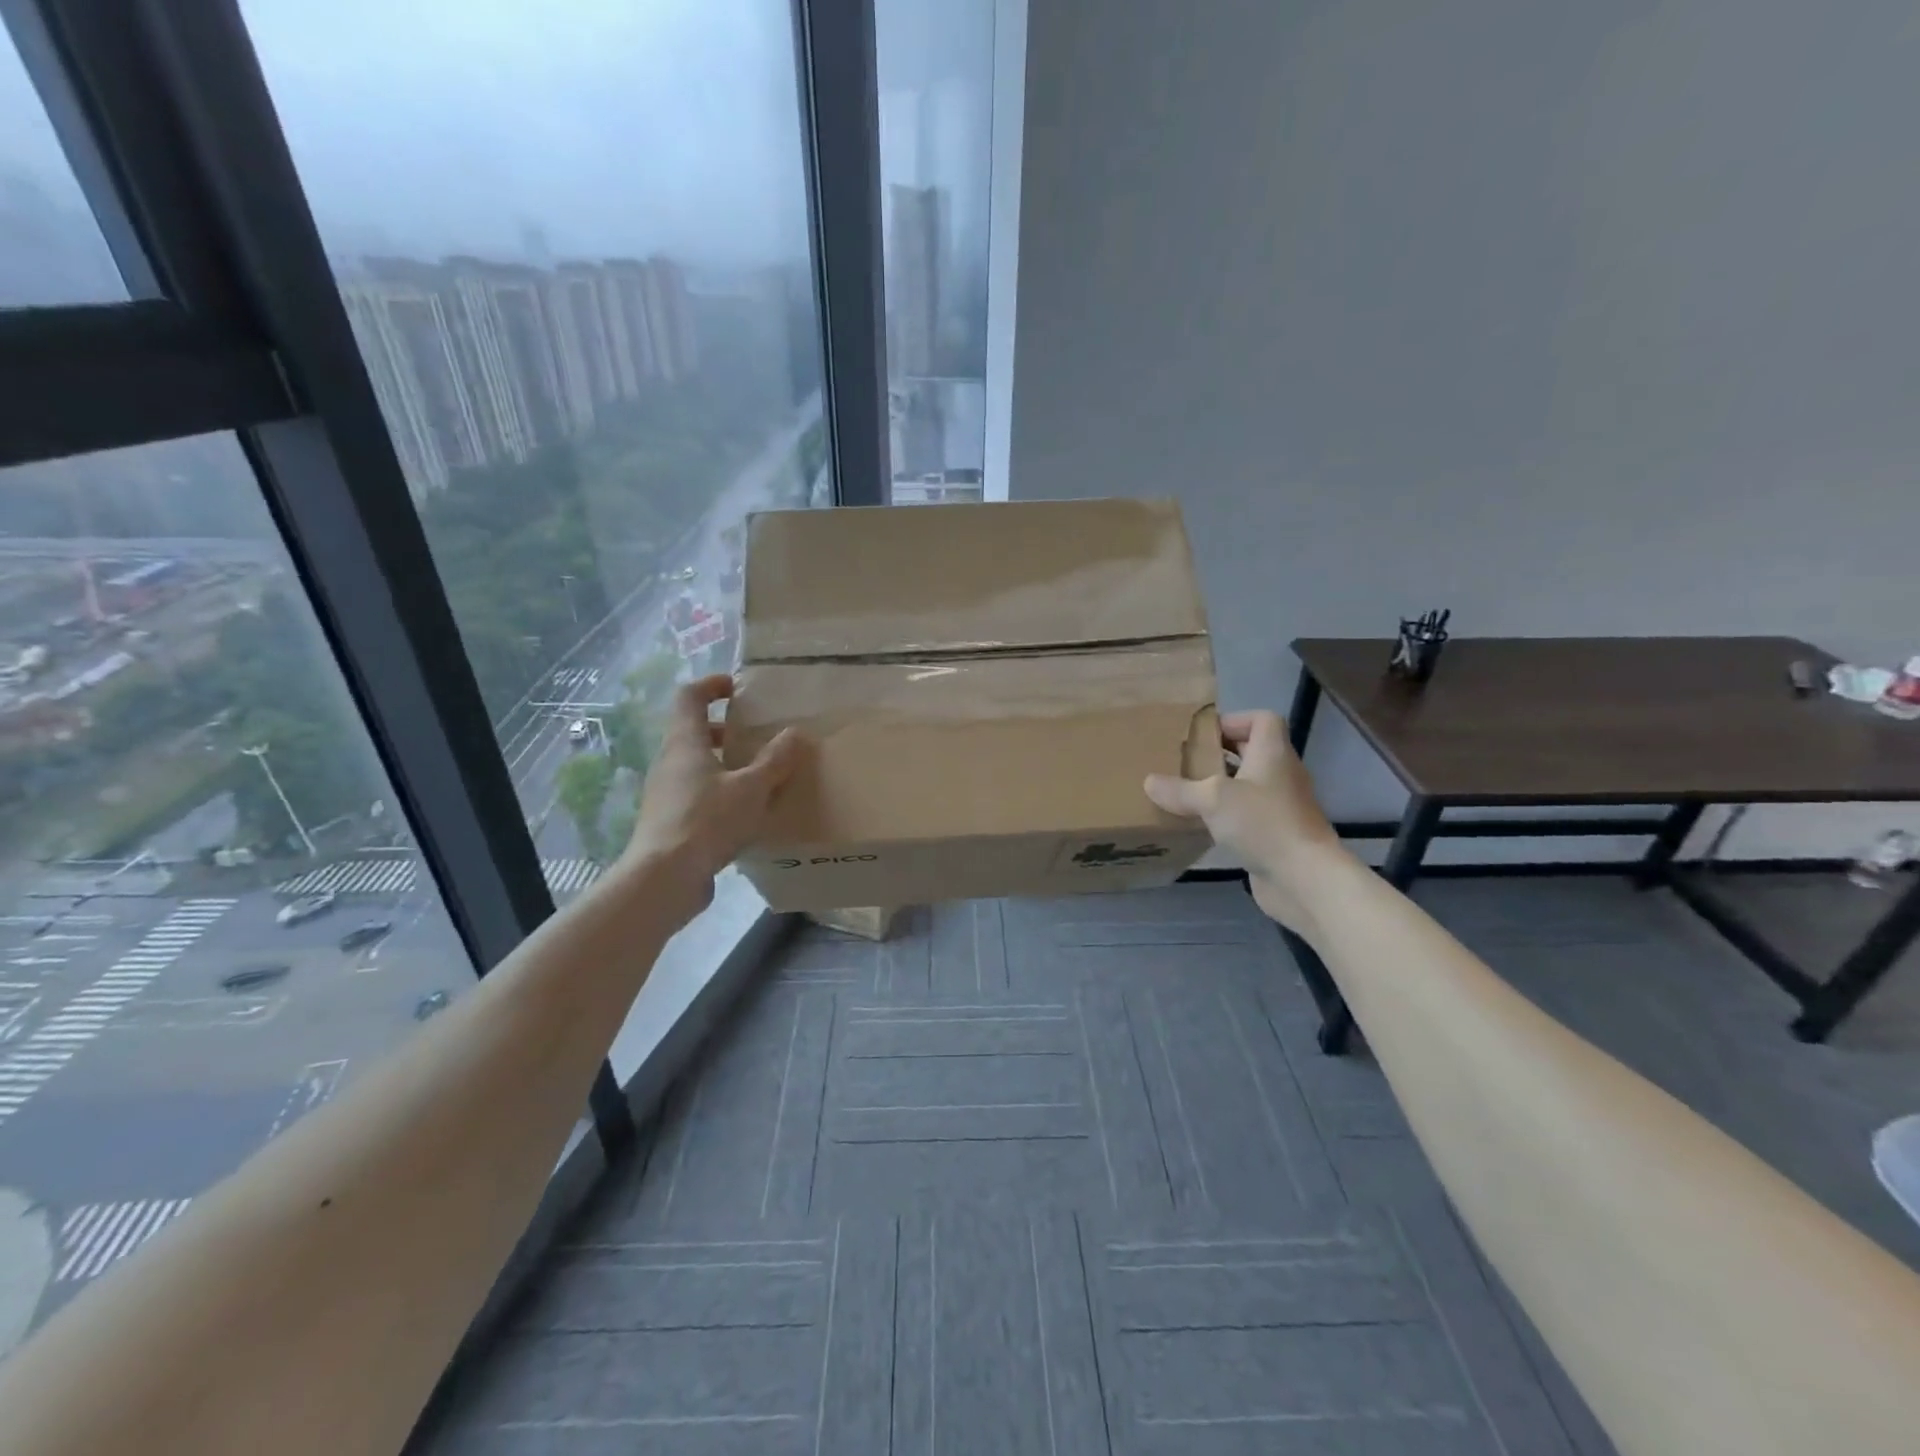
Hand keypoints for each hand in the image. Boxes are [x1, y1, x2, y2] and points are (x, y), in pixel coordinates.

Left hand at [623, 674, 802, 918]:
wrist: (664, 878)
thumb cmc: (707, 821)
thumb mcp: (751, 788)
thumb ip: (774, 761)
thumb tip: (795, 733)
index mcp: (685, 742)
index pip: (690, 697)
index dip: (711, 685)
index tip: (737, 688)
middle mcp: (669, 762)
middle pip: (692, 732)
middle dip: (723, 729)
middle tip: (754, 736)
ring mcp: (665, 793)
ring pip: (694, 765)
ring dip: (722, 763)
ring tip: (756, 776)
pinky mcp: (668, 821)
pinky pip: (695, 794)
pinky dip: (718, 792)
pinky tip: (743, 813)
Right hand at [1144, 710, 1349, 934]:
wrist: (1304, 878)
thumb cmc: (1263, 823)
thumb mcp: (1212, 799)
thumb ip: (1179, 789)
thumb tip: (1150, 782)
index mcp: (1273, 753)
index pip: (1262, 719)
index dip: (1234, 721)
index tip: (1203, 735)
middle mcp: (1281, 774)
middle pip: (1252, 752)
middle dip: (1219, 755)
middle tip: (1185, 762)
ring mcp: (1282, 806)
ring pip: (1248, 785)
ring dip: (1221, 787)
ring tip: (1186, 793)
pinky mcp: (1277, 834)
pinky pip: (1248, 815)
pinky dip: (1227, 816)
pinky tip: (1202, 826)